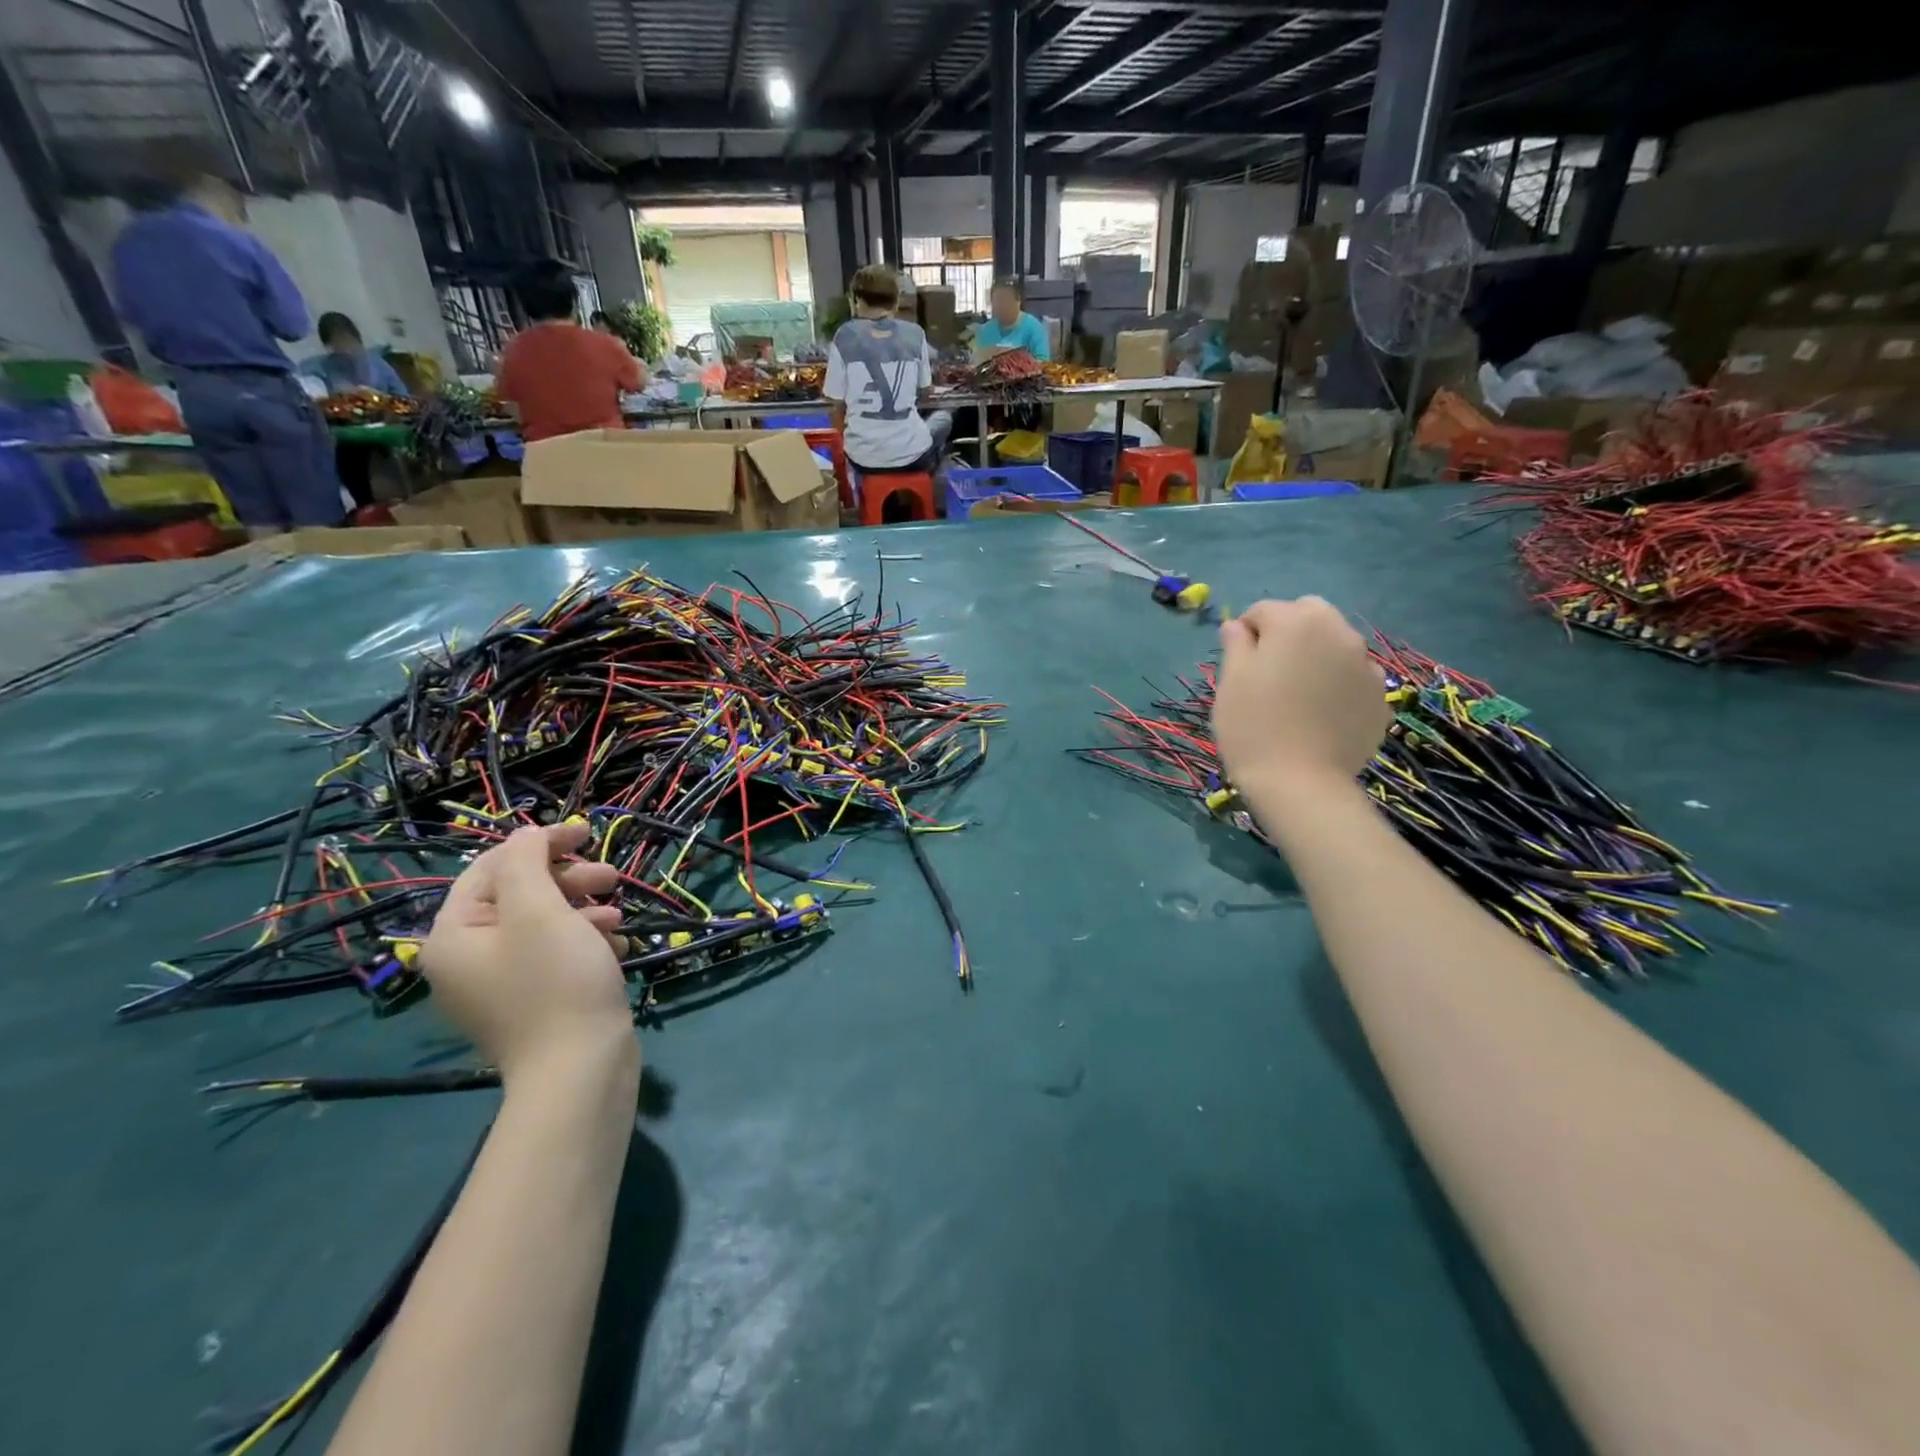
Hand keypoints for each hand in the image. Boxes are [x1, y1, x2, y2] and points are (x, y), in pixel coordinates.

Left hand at [420, 824, 634, 1085]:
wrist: (579, 1070)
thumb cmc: (556, 982)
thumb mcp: (540, 911)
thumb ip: (527, 862)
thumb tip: (525, 835)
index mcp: (453, 936)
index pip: (491, 868)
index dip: (539, 844)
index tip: (587, 833)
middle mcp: (467, 959)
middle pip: (518, 895)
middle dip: (568, 879)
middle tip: (611, 876)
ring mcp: (499, 985)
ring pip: (542, 924)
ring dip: (583, 909)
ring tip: (618, 915)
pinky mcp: (531, 1003)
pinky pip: (553, 955)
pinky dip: (584, 941)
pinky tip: (616, 944)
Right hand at [1213, 598, 1389, 798]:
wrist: (1300, 782)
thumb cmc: (1253, 725)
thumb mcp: (1230, 681)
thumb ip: (1236, 645)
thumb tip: (1237, 626)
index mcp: (1297, 621)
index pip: (1263, 611)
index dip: (1245, 634)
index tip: (1237, 664)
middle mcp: (1339, 632)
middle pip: (1308, 616)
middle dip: (1288, 633)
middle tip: (1270, 672)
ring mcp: (1366, 664)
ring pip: (1335, 645)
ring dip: (1316, 656)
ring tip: (1297, 695)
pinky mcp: (1379, 696)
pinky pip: (1352, 677)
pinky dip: (1337, 684)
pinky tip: (1320, 715)